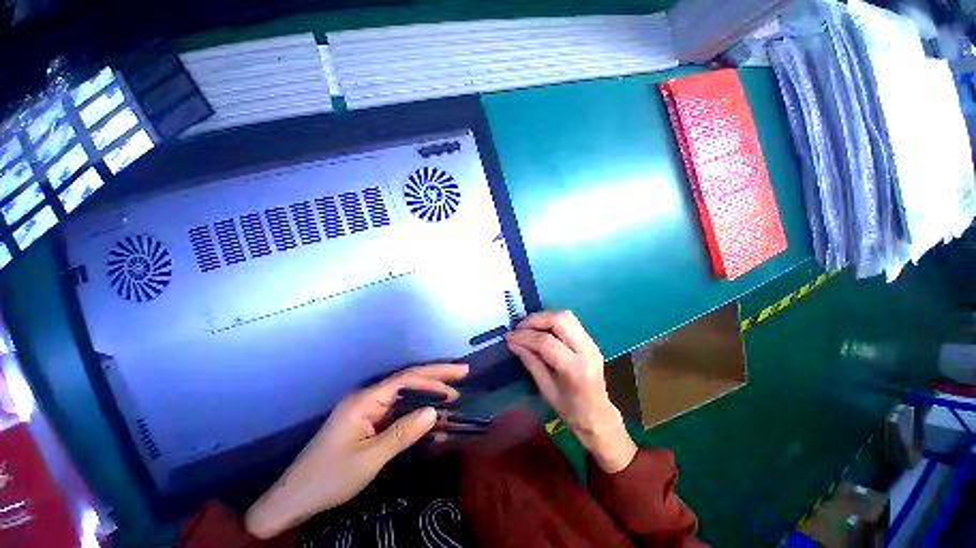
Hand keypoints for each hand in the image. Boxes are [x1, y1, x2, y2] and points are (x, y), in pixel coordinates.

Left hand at [244, 363, 468, 538]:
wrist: (294, 499)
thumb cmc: (330, 477)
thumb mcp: (370, 458)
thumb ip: (403, 433)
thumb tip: (433, 411)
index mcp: (365, 400)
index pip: (407, 378)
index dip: (435, 374)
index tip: (460, 373)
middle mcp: (368, 398)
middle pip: (407, 381)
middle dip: (436, 378)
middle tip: (462, 376)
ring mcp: (367, 411)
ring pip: (404, 398)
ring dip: (428, 398)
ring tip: (453, 399)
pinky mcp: (367, 424)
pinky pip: (397, 414)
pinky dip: (415, 417)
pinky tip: (431, 424)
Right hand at [506, 310, 635, 472]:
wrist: (598, 415)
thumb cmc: (570, 409)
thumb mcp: (545, 389)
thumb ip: (530, 362)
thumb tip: (512, 342)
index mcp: (576, 369)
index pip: (547, 342)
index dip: (525, 336)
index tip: (509, 336)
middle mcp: (587, 350)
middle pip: (560, 320)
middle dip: (535, 320)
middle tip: (519, 328)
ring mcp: (592, 342)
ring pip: (566, 315)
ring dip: (544, 317)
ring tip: (528, 326)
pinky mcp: (590, 340)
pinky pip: (569, 321)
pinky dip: (552, 320)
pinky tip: (541, 329)